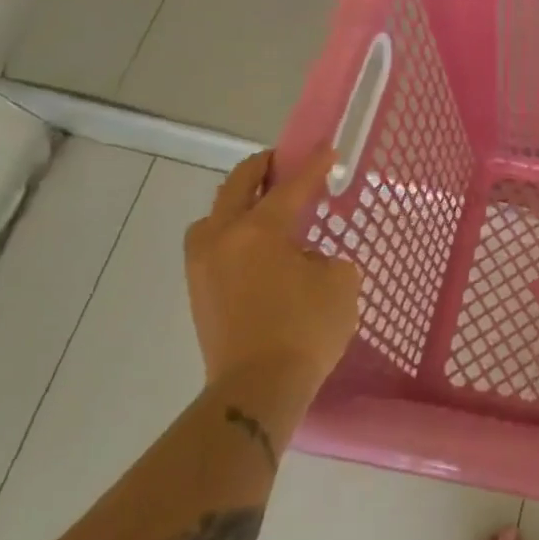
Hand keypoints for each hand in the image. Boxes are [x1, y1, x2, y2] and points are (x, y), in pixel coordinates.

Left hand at [184, 146, 361, 399]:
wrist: (257, 388)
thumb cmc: (305, 329)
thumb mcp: (340, 283)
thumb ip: (325, 258)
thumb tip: (303, 260)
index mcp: (260, 230)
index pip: (291, 187)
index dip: (313, 167)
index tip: (327, 150)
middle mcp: (223, 238)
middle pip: (237, 187)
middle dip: (261, 168)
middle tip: (282, 162)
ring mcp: (203, 265)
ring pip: (214, 216)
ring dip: (236, 202)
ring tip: (260, 206)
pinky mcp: (198, 292)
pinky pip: (211, 244)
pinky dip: (229, 232)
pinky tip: (252, 247)